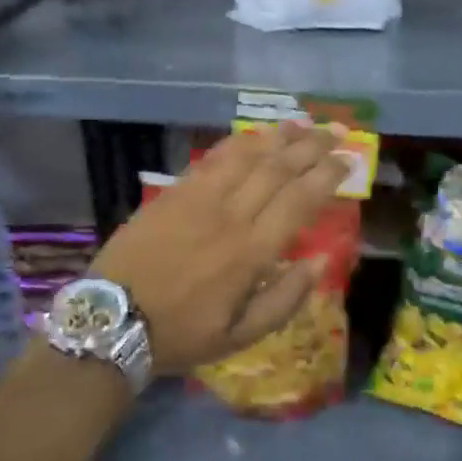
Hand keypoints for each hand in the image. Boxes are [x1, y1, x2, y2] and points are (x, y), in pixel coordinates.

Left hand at [90, 121, 346, 376]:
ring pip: (247, 156)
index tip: (348, 159)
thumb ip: (285, 299)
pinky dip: (239, 143)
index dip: (327, 175)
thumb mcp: (240, 336)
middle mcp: (230, 216)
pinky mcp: (173, 192)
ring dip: (279, 137)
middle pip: (278, 169)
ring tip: (303, 124)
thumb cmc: (181, 334)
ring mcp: (198, 198)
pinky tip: (255, 136)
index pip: (299, 200)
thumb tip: (320, 260)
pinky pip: (213, 159)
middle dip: (312, 146)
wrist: (112, 320)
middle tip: (335, 131)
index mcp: (251, 253)